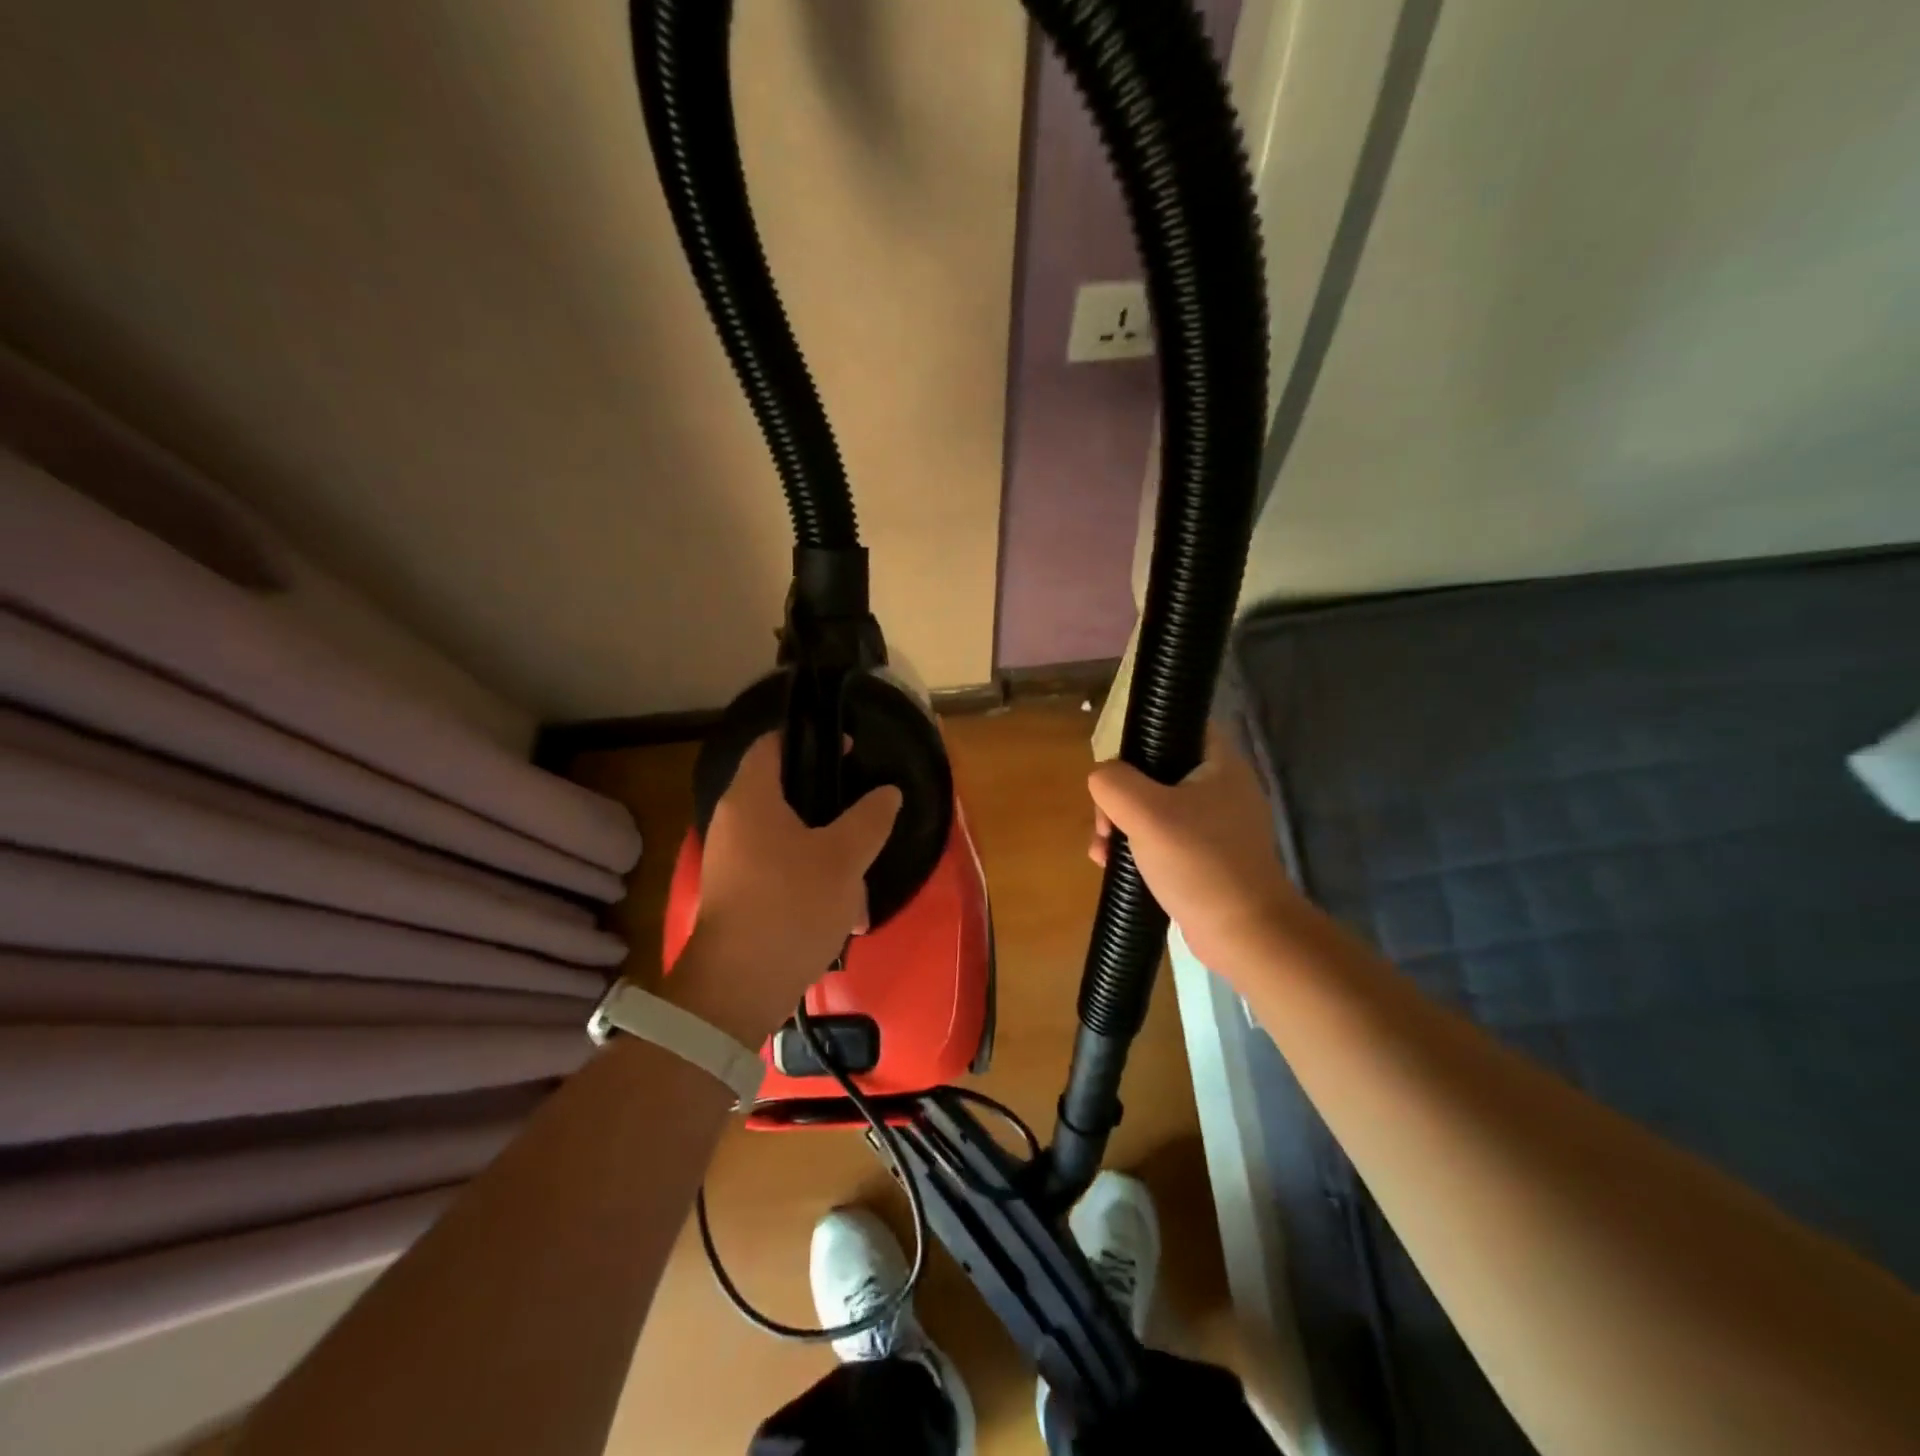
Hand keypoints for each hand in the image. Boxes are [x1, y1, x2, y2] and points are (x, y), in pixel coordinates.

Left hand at [672, 733, 900, 1044]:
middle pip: (786, 795)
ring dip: (829, 856)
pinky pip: (781, 873)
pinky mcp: (738, 896)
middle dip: (830, 810)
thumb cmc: (791, 906)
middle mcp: (733, 822)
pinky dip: (812, 884)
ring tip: (859, 885)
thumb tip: (887, 792)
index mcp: (751, 799)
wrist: (738, 988)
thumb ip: (870, 817)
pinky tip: (843, 914)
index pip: (772, 744)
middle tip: (864, 819)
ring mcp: (733, 862)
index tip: (849, 751)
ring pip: (790, 841)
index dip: (811, 739)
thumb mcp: (844, 858)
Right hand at [1087, 728, 1301, 974]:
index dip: (1143, 736)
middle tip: (1105, 823)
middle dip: (1120, 796)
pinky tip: (1115, 868)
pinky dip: (1139, 849)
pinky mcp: (1208, 858)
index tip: (1115, 766)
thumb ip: (1113, 782)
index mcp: (1219, 763)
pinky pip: (1164, 840)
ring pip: (1155, 808)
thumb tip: (1102, 780)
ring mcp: (1217, 826)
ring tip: (1103, 852)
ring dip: (1123, 825)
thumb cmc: (1198, 862)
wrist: (1245, 934)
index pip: (1179, 726)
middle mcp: (1222, 788)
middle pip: (1157, 771)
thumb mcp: (1145, 812)